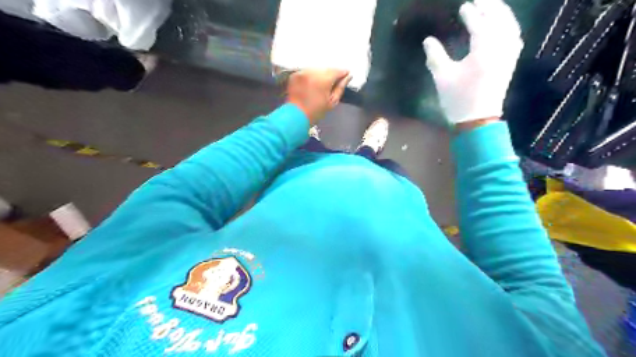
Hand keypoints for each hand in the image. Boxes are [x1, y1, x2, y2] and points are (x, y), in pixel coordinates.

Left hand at [287, 68, 352, 124]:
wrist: (296, 116)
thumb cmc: (316, 112)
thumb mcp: (332, 101)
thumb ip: (340, 88)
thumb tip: (348, 77)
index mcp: (323, 80)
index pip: (337, 71)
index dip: (343, 73)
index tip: (346, 75)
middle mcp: (312, 72)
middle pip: (326, 69)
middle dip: (331, 74)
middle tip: (334, 81)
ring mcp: (302, 72)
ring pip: (316, 69)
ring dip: (321, 74)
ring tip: (322, 83)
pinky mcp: (295, 75)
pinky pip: (307, 72)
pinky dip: (311, 76)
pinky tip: (312, 84)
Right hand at [421, 1, 521, 123]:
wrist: (477, 121)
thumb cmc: (459, 99)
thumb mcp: (442, 78)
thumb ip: (435, 57)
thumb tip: (428, 40)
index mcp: (483, 51)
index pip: (479, 25)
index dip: (471, 14)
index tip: (464, 7)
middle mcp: (500, 49)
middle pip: (500, 20)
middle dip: (491, 6)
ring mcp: (508, 56)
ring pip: (510, 27)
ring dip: (502, 14)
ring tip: (493, 6)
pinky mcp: (510, 64)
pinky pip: (514, 38)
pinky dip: (510, 27)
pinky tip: (505, 26)